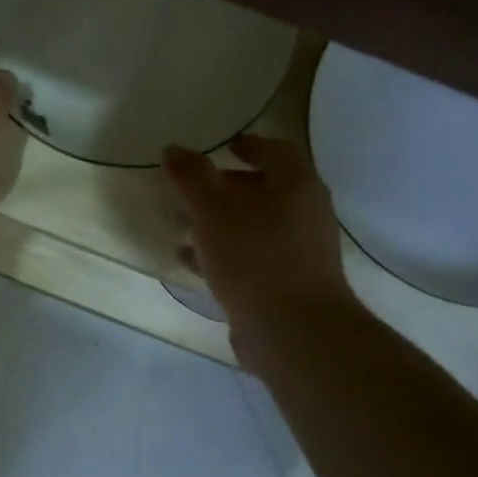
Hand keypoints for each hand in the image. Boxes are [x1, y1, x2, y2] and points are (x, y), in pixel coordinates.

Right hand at [163, 135, 352, 339]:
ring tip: (179, 226)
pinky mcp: (286, 285)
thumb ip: (191, 177)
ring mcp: (298, 253)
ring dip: (217, 224)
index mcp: (296, 186)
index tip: (225, 146)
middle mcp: (304, 215)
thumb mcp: (212, 210)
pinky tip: (190, 260)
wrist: (293, 331)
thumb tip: (173, 149)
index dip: (250, 145)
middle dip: (224, 189)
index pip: (276, 152)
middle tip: (190, 191)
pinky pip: (250, 258)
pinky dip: (221, 253)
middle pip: (263, 191)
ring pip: (252, 227)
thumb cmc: (254, 257)